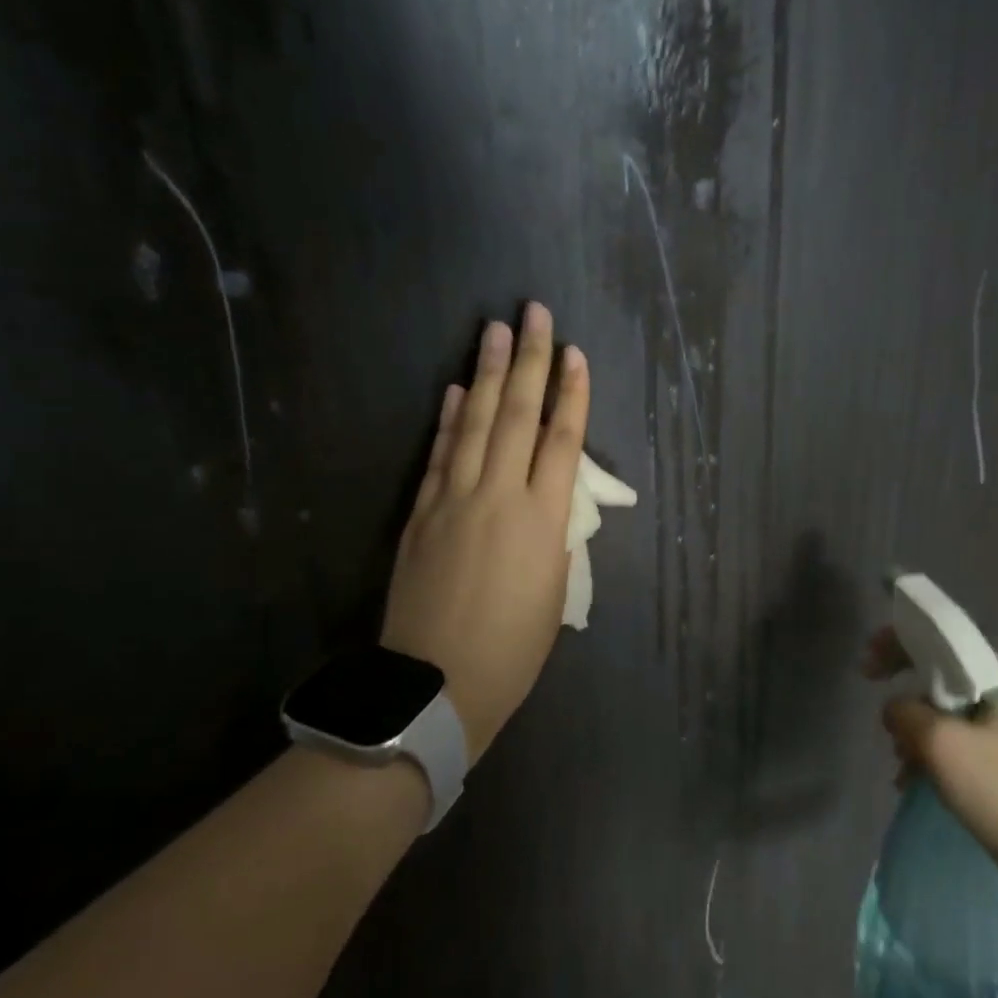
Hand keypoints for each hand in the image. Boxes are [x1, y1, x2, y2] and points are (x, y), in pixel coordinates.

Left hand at [380, 302, 588, 762]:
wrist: (438, 685)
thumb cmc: (514, 648)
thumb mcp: (554, 589)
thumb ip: (554, 534)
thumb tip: (548, 500)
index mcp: (543, 519)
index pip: (562, 440)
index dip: (571, 393)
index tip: (575, 353)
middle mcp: (499, 495)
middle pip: (518, 415)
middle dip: (529, 360)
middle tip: (534, 312)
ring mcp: (454, 499)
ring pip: (475, 423)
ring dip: (486, 373)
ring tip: (495, 330)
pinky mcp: (421, 513)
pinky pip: (439, 454)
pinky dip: (448, 420)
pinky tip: (455, 391)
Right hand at [862, 628, 997, 886]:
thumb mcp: (940, 743)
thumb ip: (904, 711)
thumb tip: (893, 709)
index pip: (940, 638)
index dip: (896, 643)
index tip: (866, 667)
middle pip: (940, 673)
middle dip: (905, 695)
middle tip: (881, 718)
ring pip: (945, 707)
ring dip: (915, 729)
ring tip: (899, 762)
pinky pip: (956, 734)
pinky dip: (931, 749)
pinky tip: (913, 778)